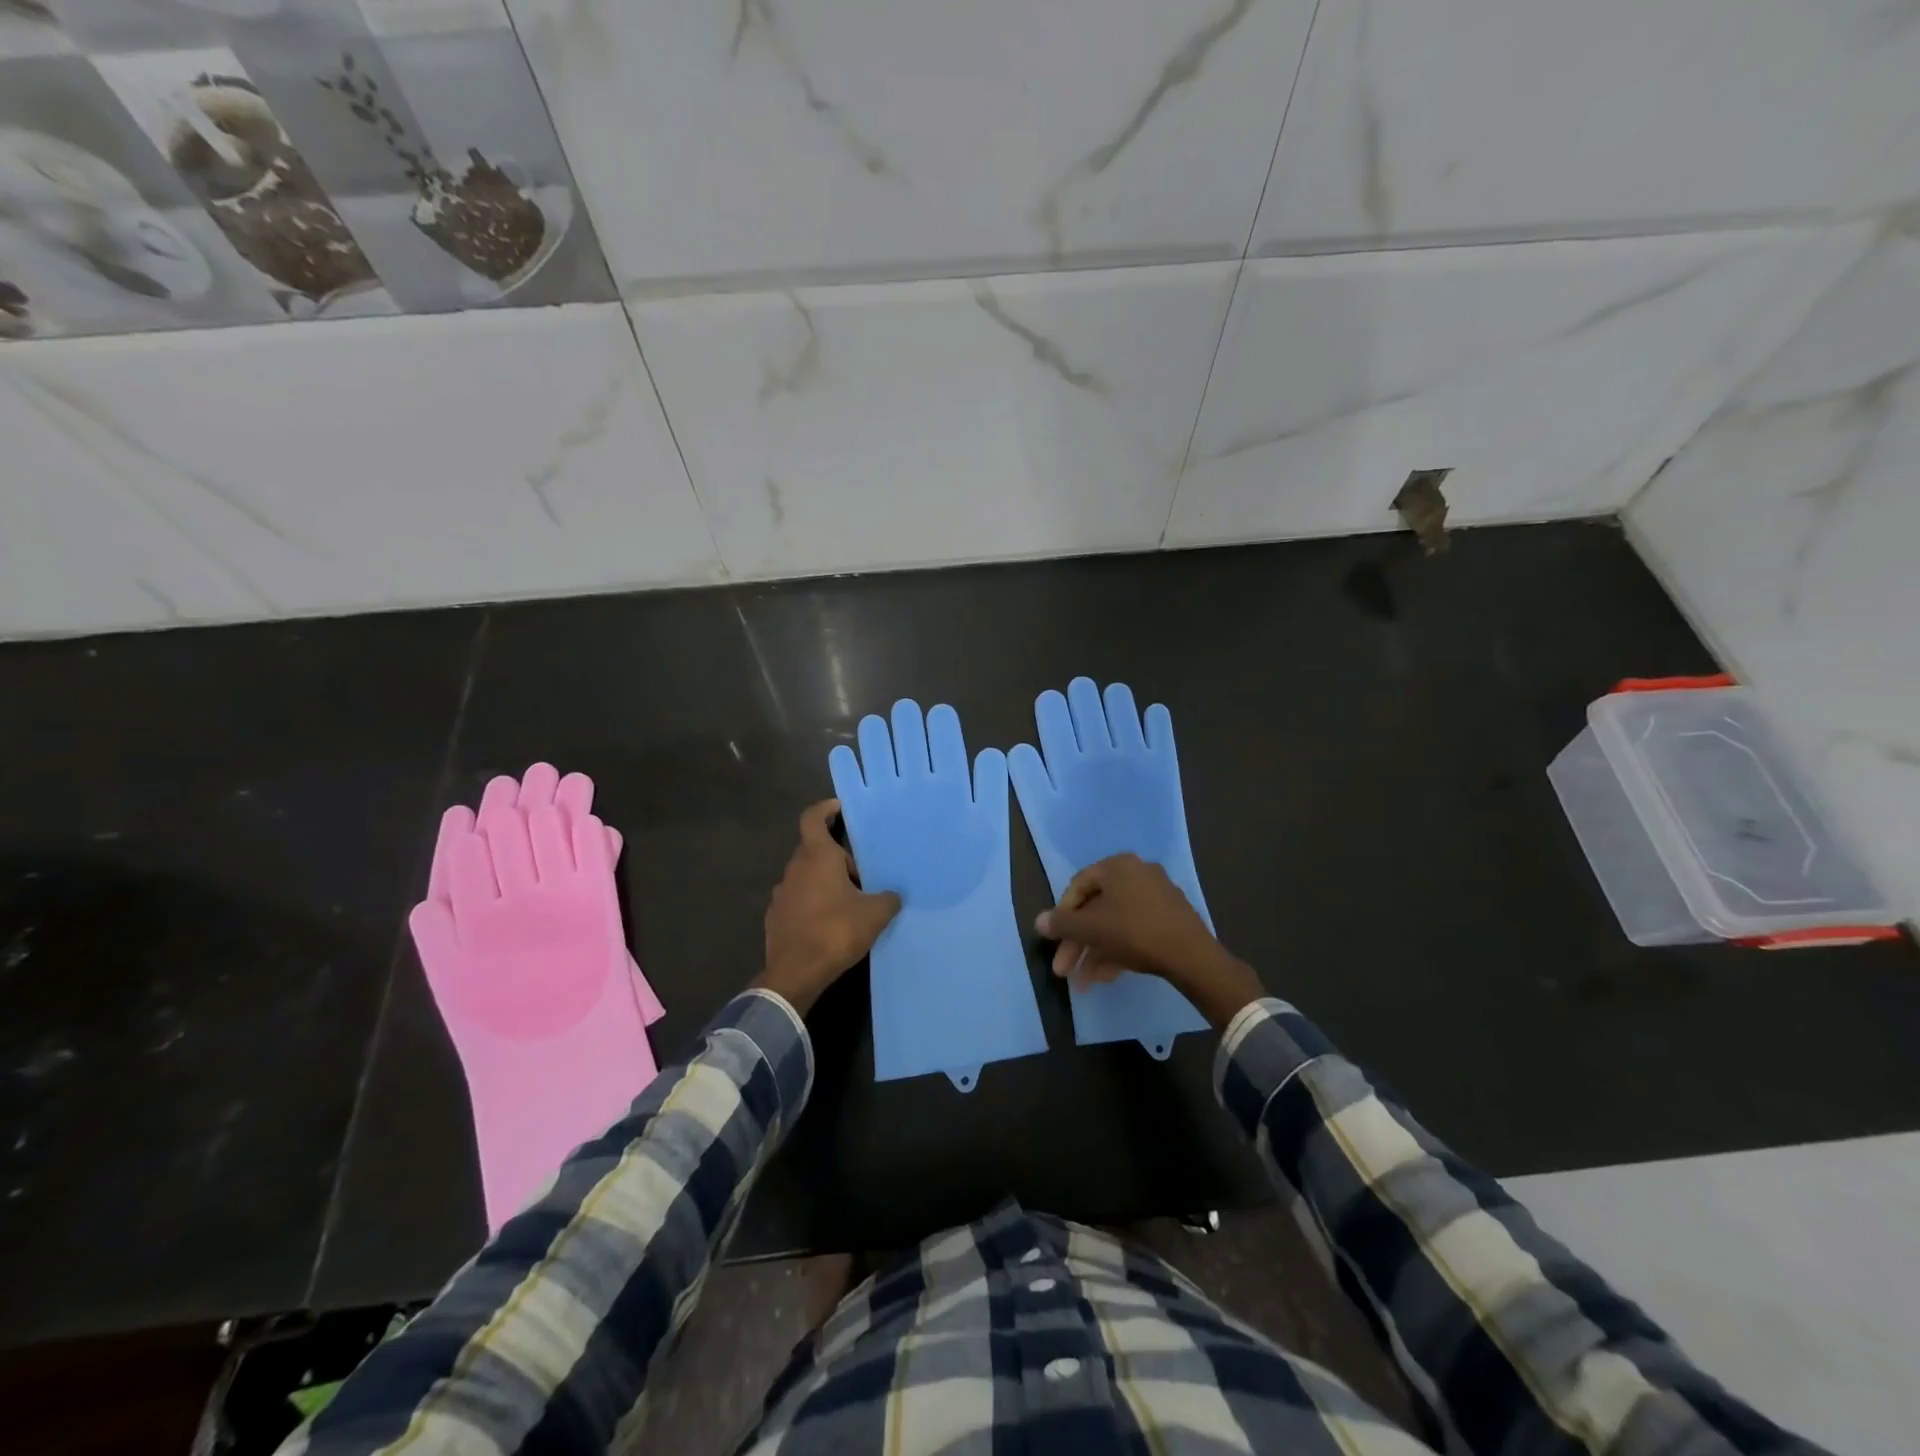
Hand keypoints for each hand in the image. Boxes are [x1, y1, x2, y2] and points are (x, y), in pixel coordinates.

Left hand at [757, 799, 901, 1013]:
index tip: (839, 808)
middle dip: (836, 857)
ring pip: (805, 875)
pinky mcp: (775, 916)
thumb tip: (893, 896)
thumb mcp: (874, 914)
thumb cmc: (836, 932)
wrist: (796, 973)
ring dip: (824, 881)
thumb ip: (887, 899)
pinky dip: (812, 902)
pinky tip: (827, 923)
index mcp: (817, 857)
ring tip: (847, 901)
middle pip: (814, 849)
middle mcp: (794, 868)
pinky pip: (797, 898)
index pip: (812, 818)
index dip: (825, 809)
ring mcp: (781, 893)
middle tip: (860, 875)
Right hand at [1034, 853, 1263, 1027]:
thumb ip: (1061, 924)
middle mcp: (1137, 873)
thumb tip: (1038, 921)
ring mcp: (1156, 895)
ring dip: (1095, 952)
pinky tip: (1106, 977)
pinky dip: (1117, 950)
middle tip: (1064, 969)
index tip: (1054, 941)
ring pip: (1114, 923)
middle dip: (1077, 942)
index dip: (1062, 916)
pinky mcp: (1170, 918)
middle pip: (1096, 908)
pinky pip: (1134, 929)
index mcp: (1117, 866)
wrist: (1191, 955)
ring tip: (1083, 982)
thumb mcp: (1090, 929)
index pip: (1078, 886)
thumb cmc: (1133, 932)